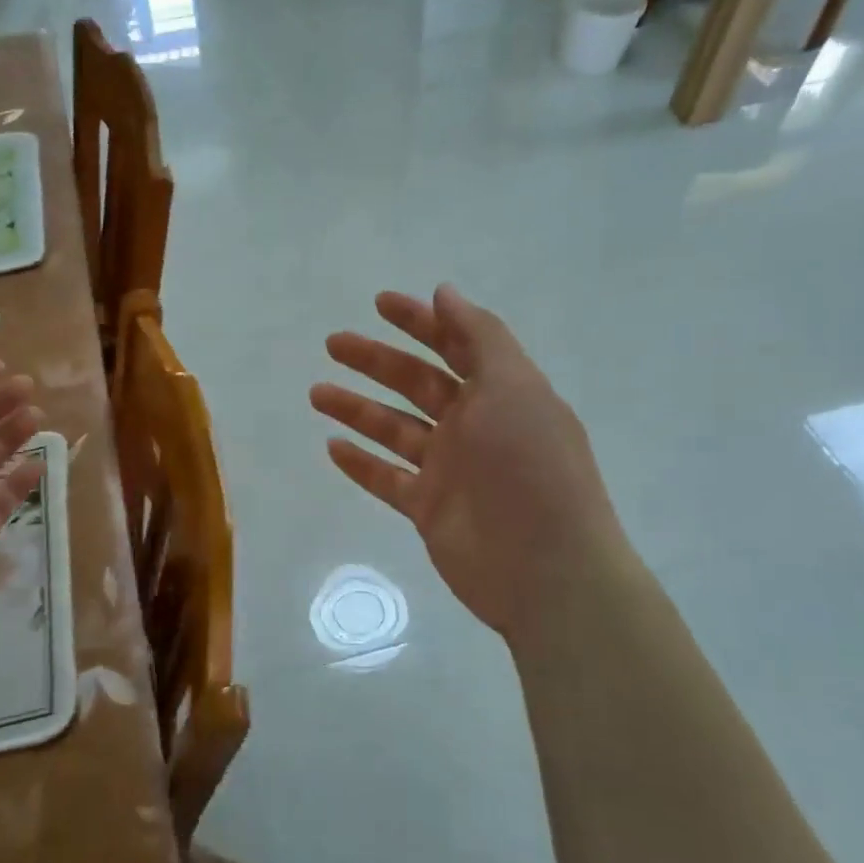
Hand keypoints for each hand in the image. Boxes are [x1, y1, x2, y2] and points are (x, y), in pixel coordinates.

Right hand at [310, 285, 641, 647]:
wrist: (546, 570)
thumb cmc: (530, 466)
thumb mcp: (513, 386)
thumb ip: (479, 335)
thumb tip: (444, 292)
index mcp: (500, 392)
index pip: (455, 345)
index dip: (420, 321)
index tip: (380, 303)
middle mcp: (474, 425)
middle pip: (416, 382)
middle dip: (375, 360)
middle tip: (333, 343)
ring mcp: (450, 469)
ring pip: (394, 429)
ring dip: (356, 408)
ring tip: (316, 393)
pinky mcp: (429, 508)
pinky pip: (387, 479)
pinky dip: (361, 463)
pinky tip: (332, 447)